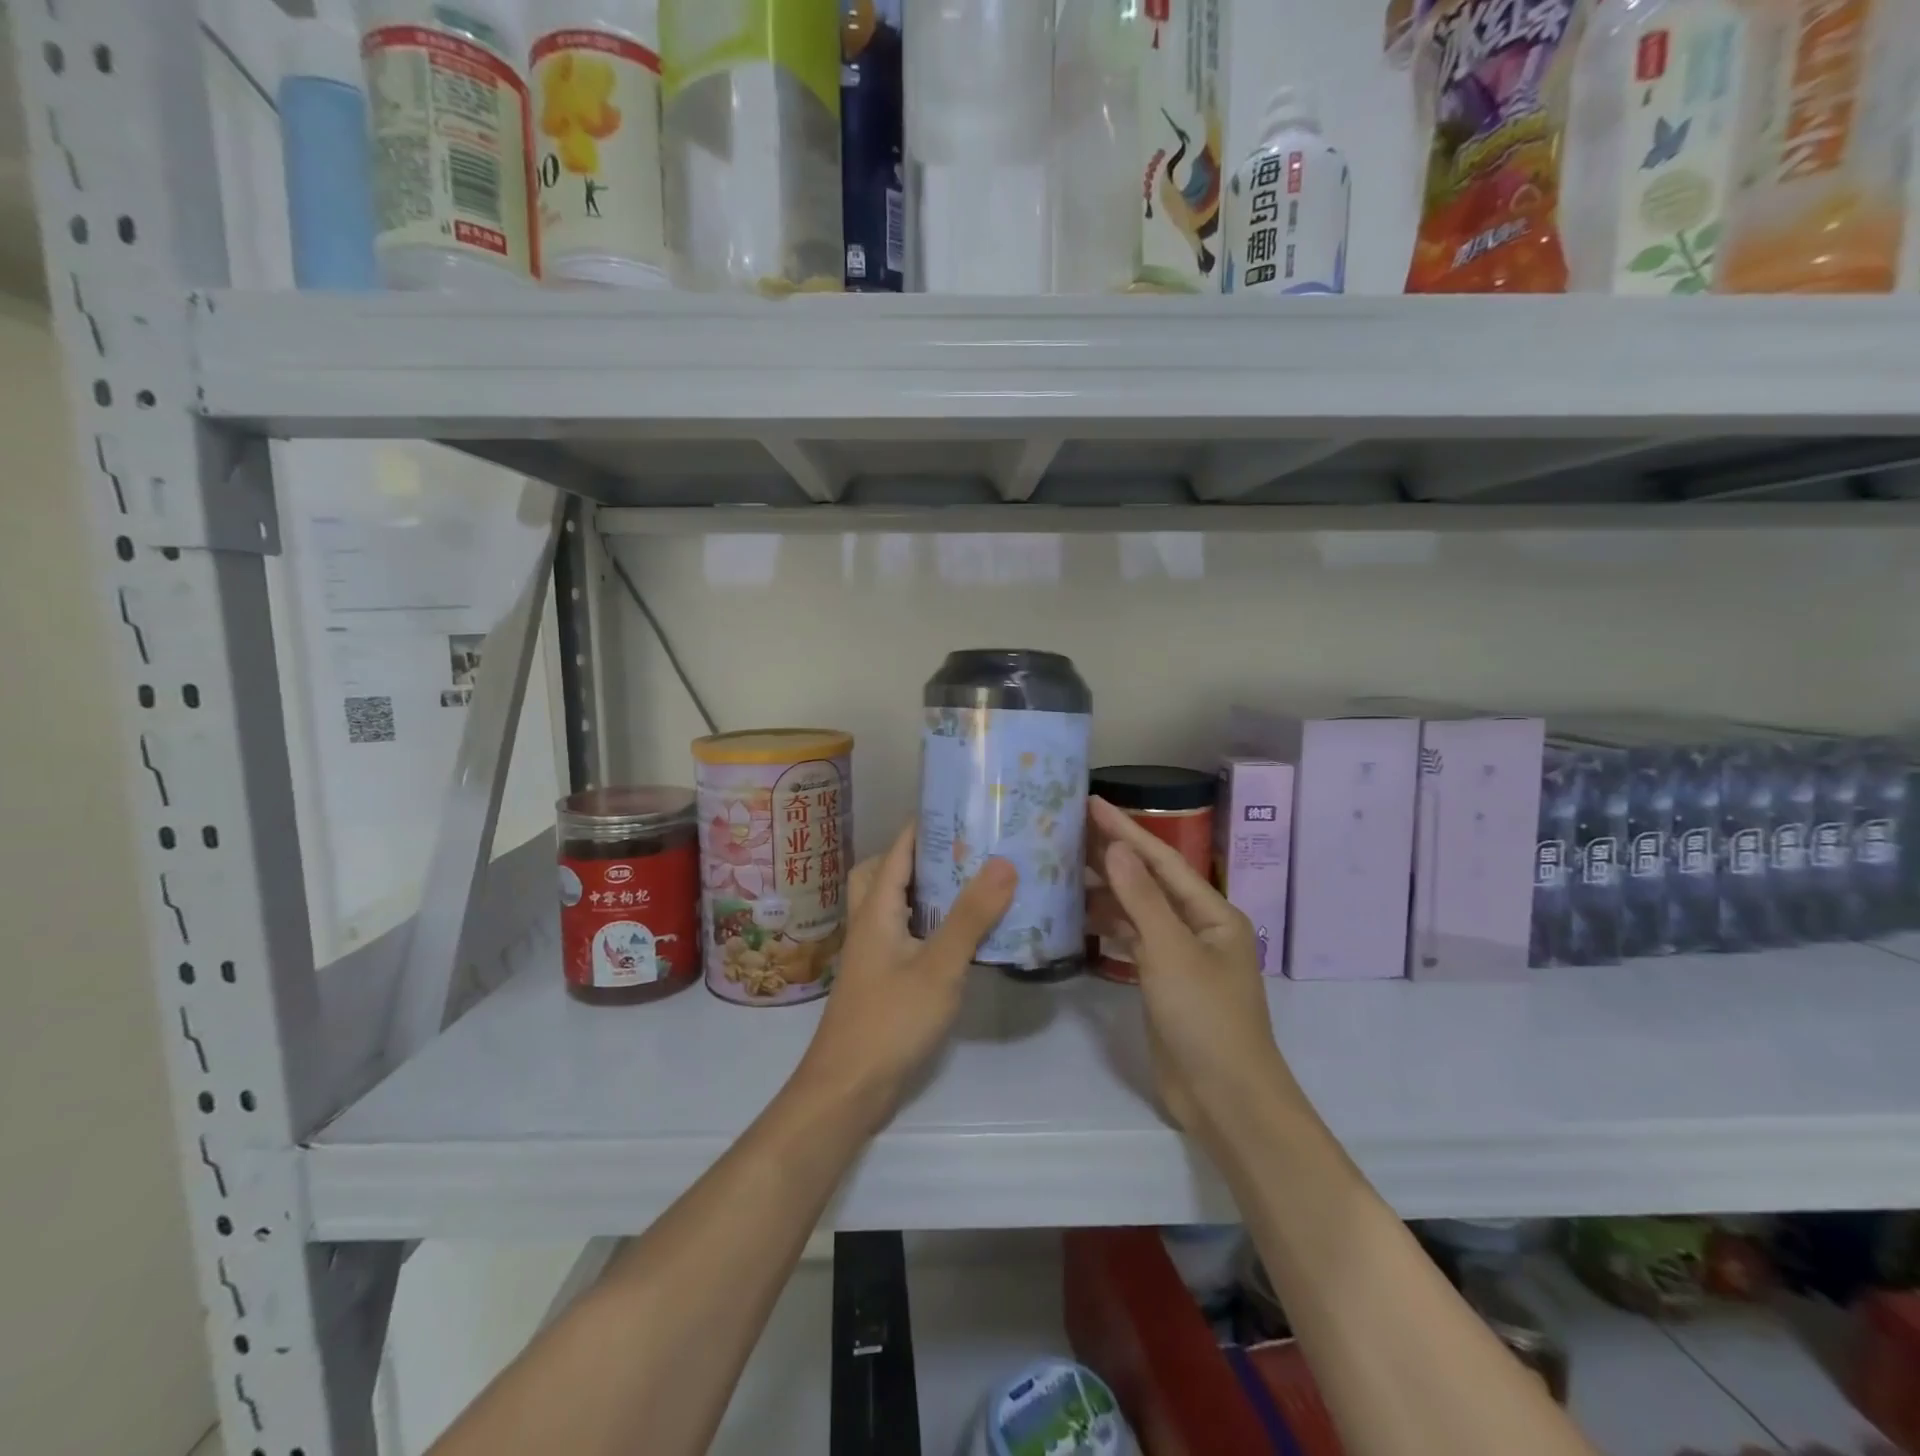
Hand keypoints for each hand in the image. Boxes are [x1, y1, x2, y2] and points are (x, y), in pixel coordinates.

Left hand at [792, 822, 1017, 1132]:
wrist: (848, 1089)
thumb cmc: (891, 1020)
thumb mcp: (939, 966)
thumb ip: (971, 916)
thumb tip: (1003, 862)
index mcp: (876, 909)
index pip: (898, 850)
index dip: (925, 825)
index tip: (964, 808)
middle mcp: (870, 923)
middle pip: (886, 872)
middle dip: (921, 855)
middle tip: (965, 851)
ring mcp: (874, 953)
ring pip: (895, 905)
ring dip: (925, 890)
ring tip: (970, 885)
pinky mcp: (883, 979)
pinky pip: (905, 934)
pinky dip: (928, 923)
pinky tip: (960, 937)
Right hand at [1086, 796, 1295, 1138]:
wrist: (1225, 1099)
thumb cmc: (1206, 1018)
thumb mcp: (1171, 952)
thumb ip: (1141, 898)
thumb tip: (1114, 847)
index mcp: (1212, 912)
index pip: (1161, 859)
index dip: (1125, 829)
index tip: (1090, 802)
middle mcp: (1197, 927)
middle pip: (1148, 881)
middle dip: (1110, 856)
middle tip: (1065, 830)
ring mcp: (1179, 956)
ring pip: (1136, 912)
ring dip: (1104, 892)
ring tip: (1061, 869)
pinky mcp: (1161, 983)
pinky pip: (1131, 942)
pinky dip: (1106, 928)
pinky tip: (1077, 918)